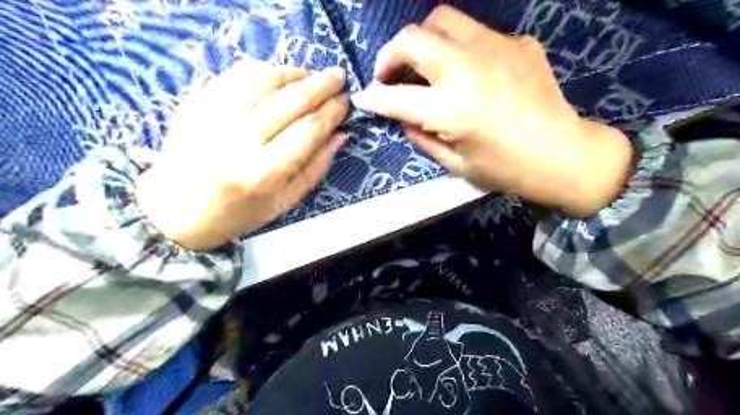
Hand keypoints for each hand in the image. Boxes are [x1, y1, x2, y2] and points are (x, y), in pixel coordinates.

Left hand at [135, 58, 349, 249]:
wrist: (175, 211)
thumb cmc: (238, 213)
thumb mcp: (284, 202)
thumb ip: (316, 168)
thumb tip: (340, 135)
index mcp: (264, 173)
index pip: (308, 130)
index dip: (332, 111)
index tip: (345, 101)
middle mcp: (238, 141)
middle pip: (290, 100)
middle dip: (321, 84)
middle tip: (338, 77)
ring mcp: (212, 117)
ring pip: (263, 78)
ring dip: (294, 72)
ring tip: (311, 75)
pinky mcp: (196, 103)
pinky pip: (236, 74)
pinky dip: (264, 70)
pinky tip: (279, 75)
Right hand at [352, 4, 628, 216]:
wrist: (562, 155)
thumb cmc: (505, 169)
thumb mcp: (455, 164)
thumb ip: (422, 137)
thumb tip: (403, 118)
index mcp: (451, 110)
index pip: (395, 97)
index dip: (374, 98)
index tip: (365, 98)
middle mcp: (467, 70)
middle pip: (412, 38)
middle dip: (389, 54)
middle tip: (389, 74)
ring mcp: (495, 48)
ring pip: (442, 19)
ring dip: (423, 40)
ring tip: (424, 63)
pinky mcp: (517, 42)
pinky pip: (476, 34)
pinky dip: (460, 49)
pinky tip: (469, 71)